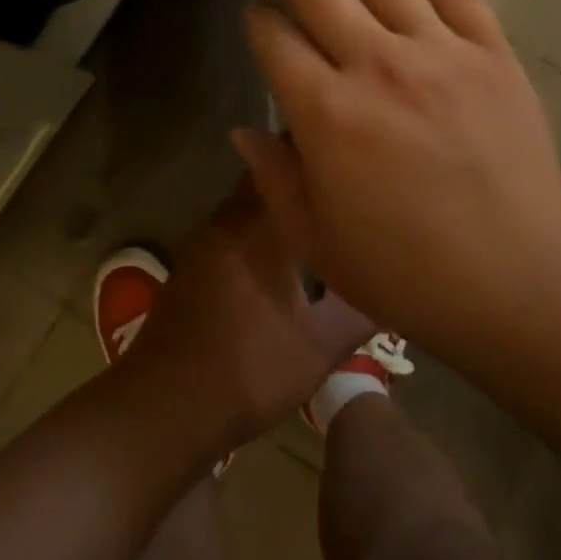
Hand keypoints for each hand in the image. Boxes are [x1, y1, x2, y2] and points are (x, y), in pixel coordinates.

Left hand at [119, 181, 374, 450]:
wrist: (164, 408)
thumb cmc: (249, 369)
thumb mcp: (321, 346)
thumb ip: (363, 310)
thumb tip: (396, 287)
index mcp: (259, 224)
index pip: (287, 159)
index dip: (319, 152)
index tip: (354, 157)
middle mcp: (227, 219)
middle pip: (268, 177)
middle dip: (304, 177)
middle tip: (347, 189)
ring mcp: (204, 241)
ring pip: (249, 204)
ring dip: (281, 206)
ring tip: (324, 217)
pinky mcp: (192, 264)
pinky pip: (234, 229)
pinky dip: (259, 230)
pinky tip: (284, 257)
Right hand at [235, 0, 560, 354]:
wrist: (519, 281)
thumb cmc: (407, 273)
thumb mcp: (317, 241)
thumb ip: (274, 179)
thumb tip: (244, 130)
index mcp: (326, 114)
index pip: (276, 43)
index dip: (258, 21)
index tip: (253, 10)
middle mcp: (376, 66)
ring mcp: (439, 53)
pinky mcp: (491, 55)